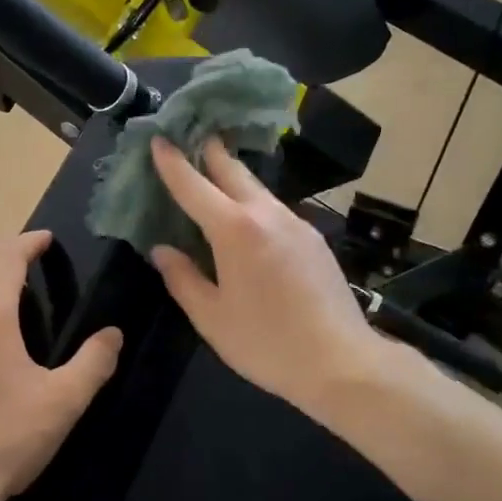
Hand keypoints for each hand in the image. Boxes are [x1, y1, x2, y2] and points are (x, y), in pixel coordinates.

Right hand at [149, 137, 402, 420]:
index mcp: (234, 230)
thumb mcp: (211, 318)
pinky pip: (275, 210)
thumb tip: (162, 251)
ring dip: (233, 177)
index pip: (194, 186)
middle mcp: (266, 215)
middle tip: (191, 138)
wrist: (342, 362)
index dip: (172, 163)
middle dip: (210, 152)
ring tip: (215, 177)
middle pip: (233, 171)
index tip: (158, 139)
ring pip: (258, 189)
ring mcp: (296, 224)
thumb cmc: (267, 342)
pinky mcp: (314, 239)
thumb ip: (183, 279)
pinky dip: (254, 203)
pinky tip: (249, 221)